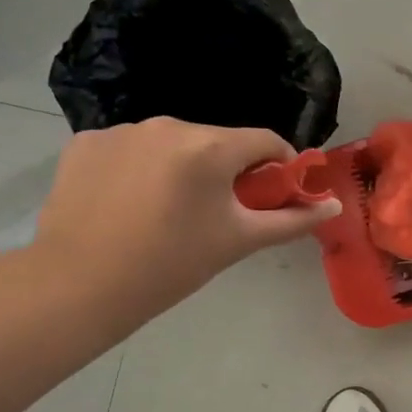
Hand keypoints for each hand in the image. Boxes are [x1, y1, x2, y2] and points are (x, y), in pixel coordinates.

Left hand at [30, 119, 340, 326]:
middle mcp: (168, 125)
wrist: (78, 285)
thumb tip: (334, 206)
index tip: (275, 194)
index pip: (266, 141)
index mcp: (210, 146)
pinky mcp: (85, 142)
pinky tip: (129, 202)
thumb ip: (292, 220)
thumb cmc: (171, 265)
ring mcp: (122, 130)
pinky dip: (140, 167)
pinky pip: (131, 148)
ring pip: (173, 144)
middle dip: (228, 170)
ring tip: (168, 210)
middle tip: (220, 212)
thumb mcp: (239, 241)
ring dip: (183, 167)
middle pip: (218, 141)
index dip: (280, 166)